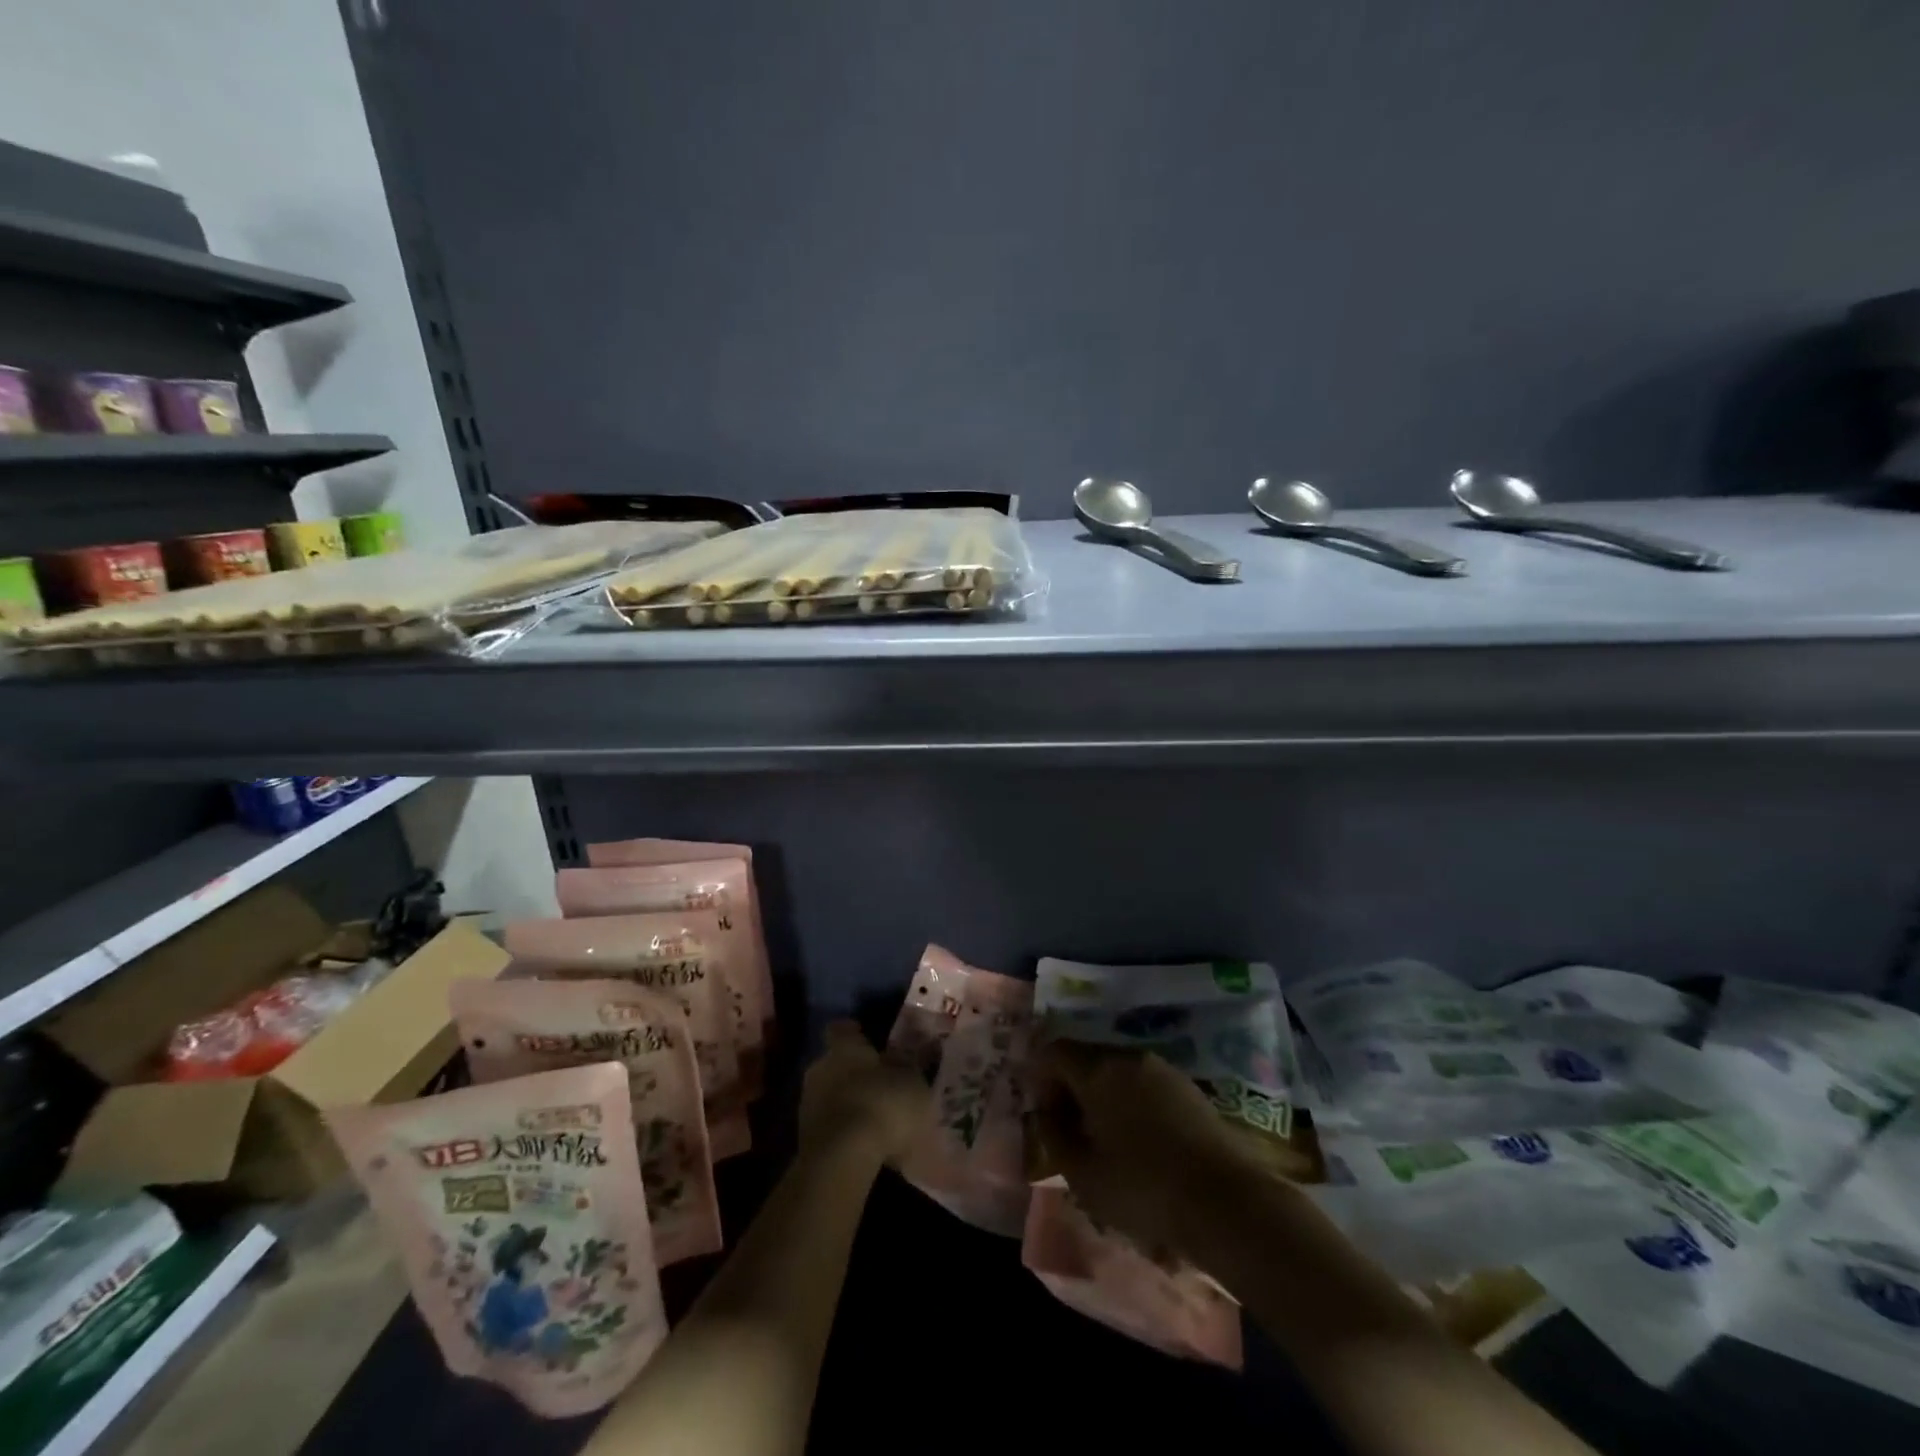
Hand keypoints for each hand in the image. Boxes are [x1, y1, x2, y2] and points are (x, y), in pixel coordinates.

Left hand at [799, 1021, 929, 1162]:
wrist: (841, 1160)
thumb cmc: (882, 1105)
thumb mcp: (911, 1082)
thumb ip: (907, 1067)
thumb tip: (903, 1055)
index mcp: (844, 1047)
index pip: (842, 1029)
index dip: (855, 1034)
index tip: (868, 1040)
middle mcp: (820, 1067)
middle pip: (835, 1063)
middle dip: (854, 1073)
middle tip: (878, 1085)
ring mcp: (808, 1104)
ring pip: (830, 1096)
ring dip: (848, 1104)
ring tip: (874, 1122)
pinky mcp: (804, 1139)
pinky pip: (829, 1126)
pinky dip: (844, 1132)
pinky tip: (864, 1146)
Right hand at [1030, 1041, 1266, 1259]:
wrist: (1226, 1201)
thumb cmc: (1144, 1187)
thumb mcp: (1083, 1174)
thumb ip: (1054, 1136)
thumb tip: (1045, 1113)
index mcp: (1099, 1069)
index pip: (1054, 1050)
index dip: (1041, 1078)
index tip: (1045, 1116)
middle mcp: (1129, 1058)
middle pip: (1087, 1058)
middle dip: (1072, 1089)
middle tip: (1072, 1132)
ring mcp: (1163, 1069)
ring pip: (1117, 1073)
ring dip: (1103, 1098)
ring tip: (1106, 1142)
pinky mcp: (1189, 1089)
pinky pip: (1145, 1086)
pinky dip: (1131, 1105)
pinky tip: (1140, 1144)